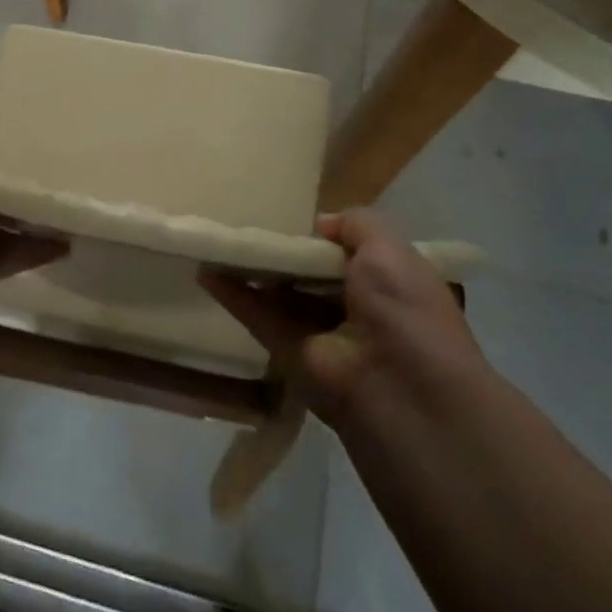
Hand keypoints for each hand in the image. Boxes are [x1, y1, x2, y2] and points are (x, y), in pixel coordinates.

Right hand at [200, 209, 484, 434]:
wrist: (397, 391)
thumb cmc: (404, 311)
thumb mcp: (392, 250)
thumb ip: (357, 225)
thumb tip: (320, 226)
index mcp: (393, 286)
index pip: (354, 254)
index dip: (327, 237)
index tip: (295, 220)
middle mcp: (360, 310)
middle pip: (313, 273)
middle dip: (287, 252)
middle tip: (250, 224)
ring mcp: (323, 334)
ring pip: (283, 294)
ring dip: (255, 270)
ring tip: (221, 241)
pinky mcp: (289, 354)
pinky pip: (259, 317)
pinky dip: (234, 295)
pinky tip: (207, 271)